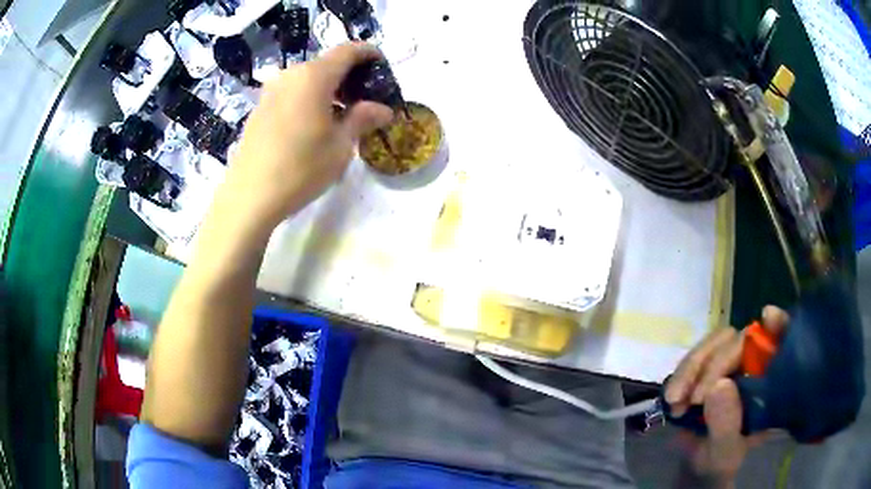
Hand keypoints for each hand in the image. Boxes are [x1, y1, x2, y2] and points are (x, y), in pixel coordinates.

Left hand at [222, 42, 393, 229]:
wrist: (249, 197)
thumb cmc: (300, 169)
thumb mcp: (340, 146)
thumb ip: (362, 119)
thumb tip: (383, 109)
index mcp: (314, 76)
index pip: (348, 51)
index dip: (368, 53)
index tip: (381, 64)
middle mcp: (290, 75)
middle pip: (326, 64)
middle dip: (349, 76)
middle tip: (365, 98)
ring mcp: (271, 91)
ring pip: (307, 79)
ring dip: (328, 89)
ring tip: (341, 114)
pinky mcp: (259, 108)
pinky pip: (291, 93)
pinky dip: (308, 99)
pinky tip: (313, 124)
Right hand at [665, 306, 789, 481]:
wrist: (694, 466)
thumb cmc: (719, 461)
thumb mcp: (725, 451)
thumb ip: (726, 424)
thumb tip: (719, 385)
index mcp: (769, 384)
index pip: (783, 344)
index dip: (779, 325)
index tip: (767, 317)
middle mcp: (753, 366)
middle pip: (739, 340)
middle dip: (714, 364)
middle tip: (694, 398)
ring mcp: (729, 364)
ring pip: (714, 343)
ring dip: (691, 368)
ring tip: (675, 400)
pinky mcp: (706, 368)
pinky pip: (694, 356)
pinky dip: (681, 373)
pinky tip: (672, 396)